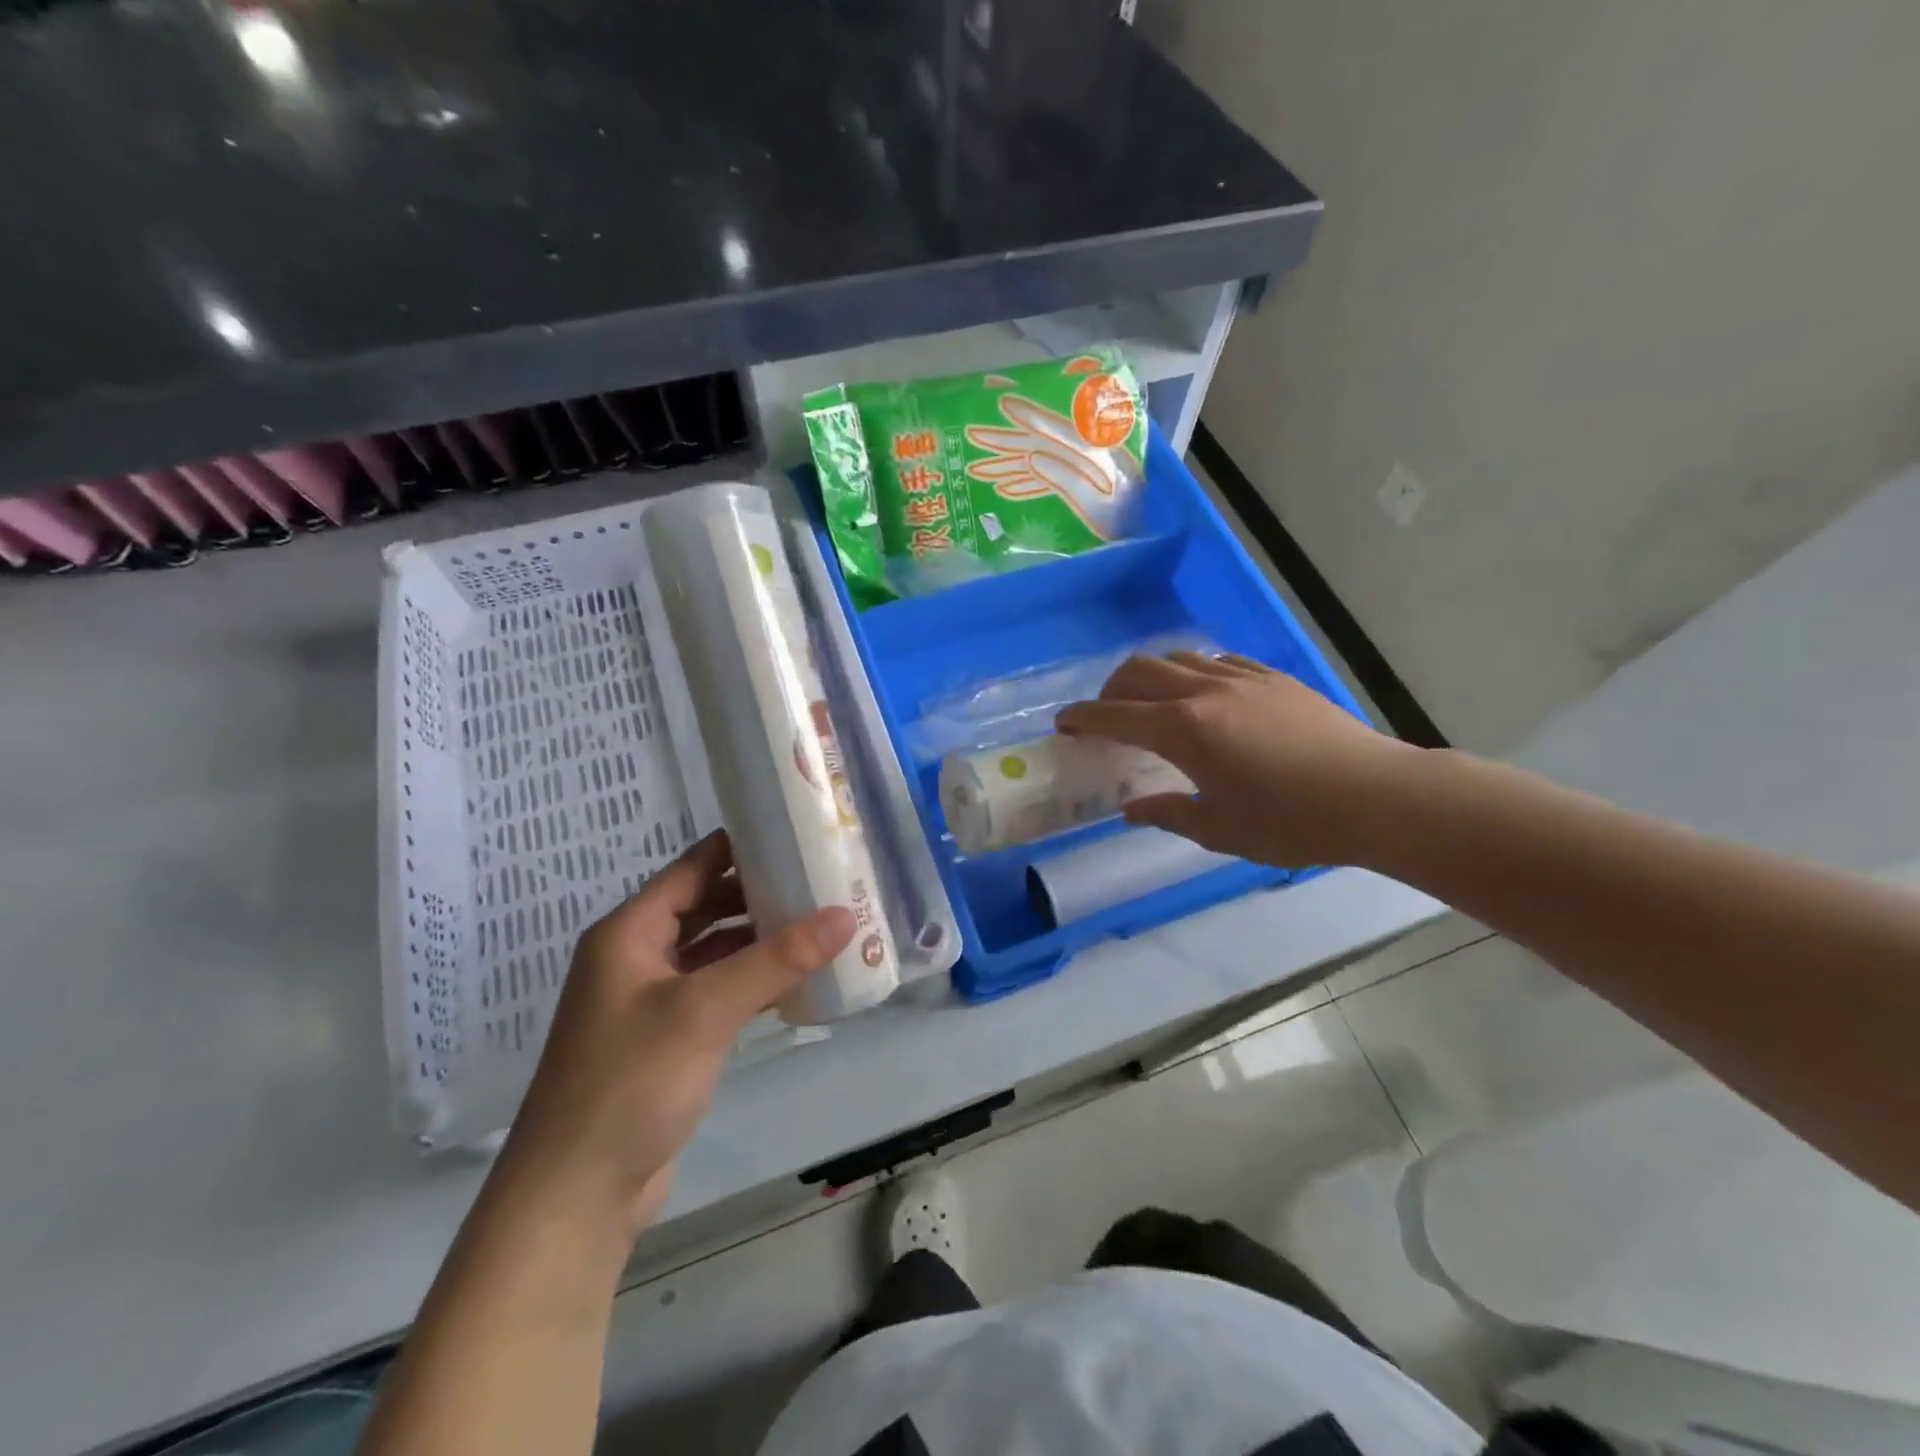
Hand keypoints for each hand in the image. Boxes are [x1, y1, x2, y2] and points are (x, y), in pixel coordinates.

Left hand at [492, 831, 855, 1242]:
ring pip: (716, 951)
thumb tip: (846, 915)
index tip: (799, 832)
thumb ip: (776, 959)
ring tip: (823, 924)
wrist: (576, 1197)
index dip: (744, 845)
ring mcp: (653, 1000)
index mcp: (630, 932)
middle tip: (823, 880)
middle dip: (762, 894)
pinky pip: (719, 991)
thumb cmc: (630, 1083)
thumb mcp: (706, 1010)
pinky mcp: (670, 1038)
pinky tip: (798, 981)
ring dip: (762, 940)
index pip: (695, 866)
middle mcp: (637, 956)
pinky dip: (754, 981)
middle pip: (708, 906)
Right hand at [1056, 652, 1416, 869]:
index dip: (1082, 718)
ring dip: (1151, 677)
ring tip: (1154, 705)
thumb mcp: (1219, 830)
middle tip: (1106, 717)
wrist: (1376, 796)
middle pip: (1138, 670)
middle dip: (1110, 690)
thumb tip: (1132, 808)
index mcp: (1183, 729)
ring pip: (1178, 657)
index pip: (1114, 715)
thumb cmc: (1290, 822)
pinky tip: (1206, 697)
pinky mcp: (1273, 676)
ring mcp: (1242, 677)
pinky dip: (1194, 673)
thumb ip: (1167, 813)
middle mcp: (1205, 691)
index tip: (1063, 724)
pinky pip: (1217, 661)